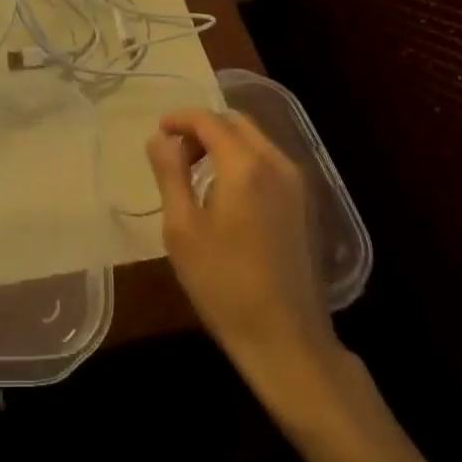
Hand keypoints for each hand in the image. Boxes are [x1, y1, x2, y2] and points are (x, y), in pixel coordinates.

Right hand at [147, 108, 337, 402]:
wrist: (288, 342)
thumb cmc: (225, 285)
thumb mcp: (182, 229)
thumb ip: (170, 174)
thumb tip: (159, 138)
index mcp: (245, 165)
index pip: (209, 120)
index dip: (180, 118)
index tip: (158, 131)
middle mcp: (276, 163)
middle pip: (236, 123)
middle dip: (202, 128)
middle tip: (175, 152)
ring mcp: (296, 184)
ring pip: (254, 140)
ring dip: (223, 143)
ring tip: (195, 172)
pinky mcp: (303, 204)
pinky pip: (268, 162)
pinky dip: (242, 160)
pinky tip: (224, 192)